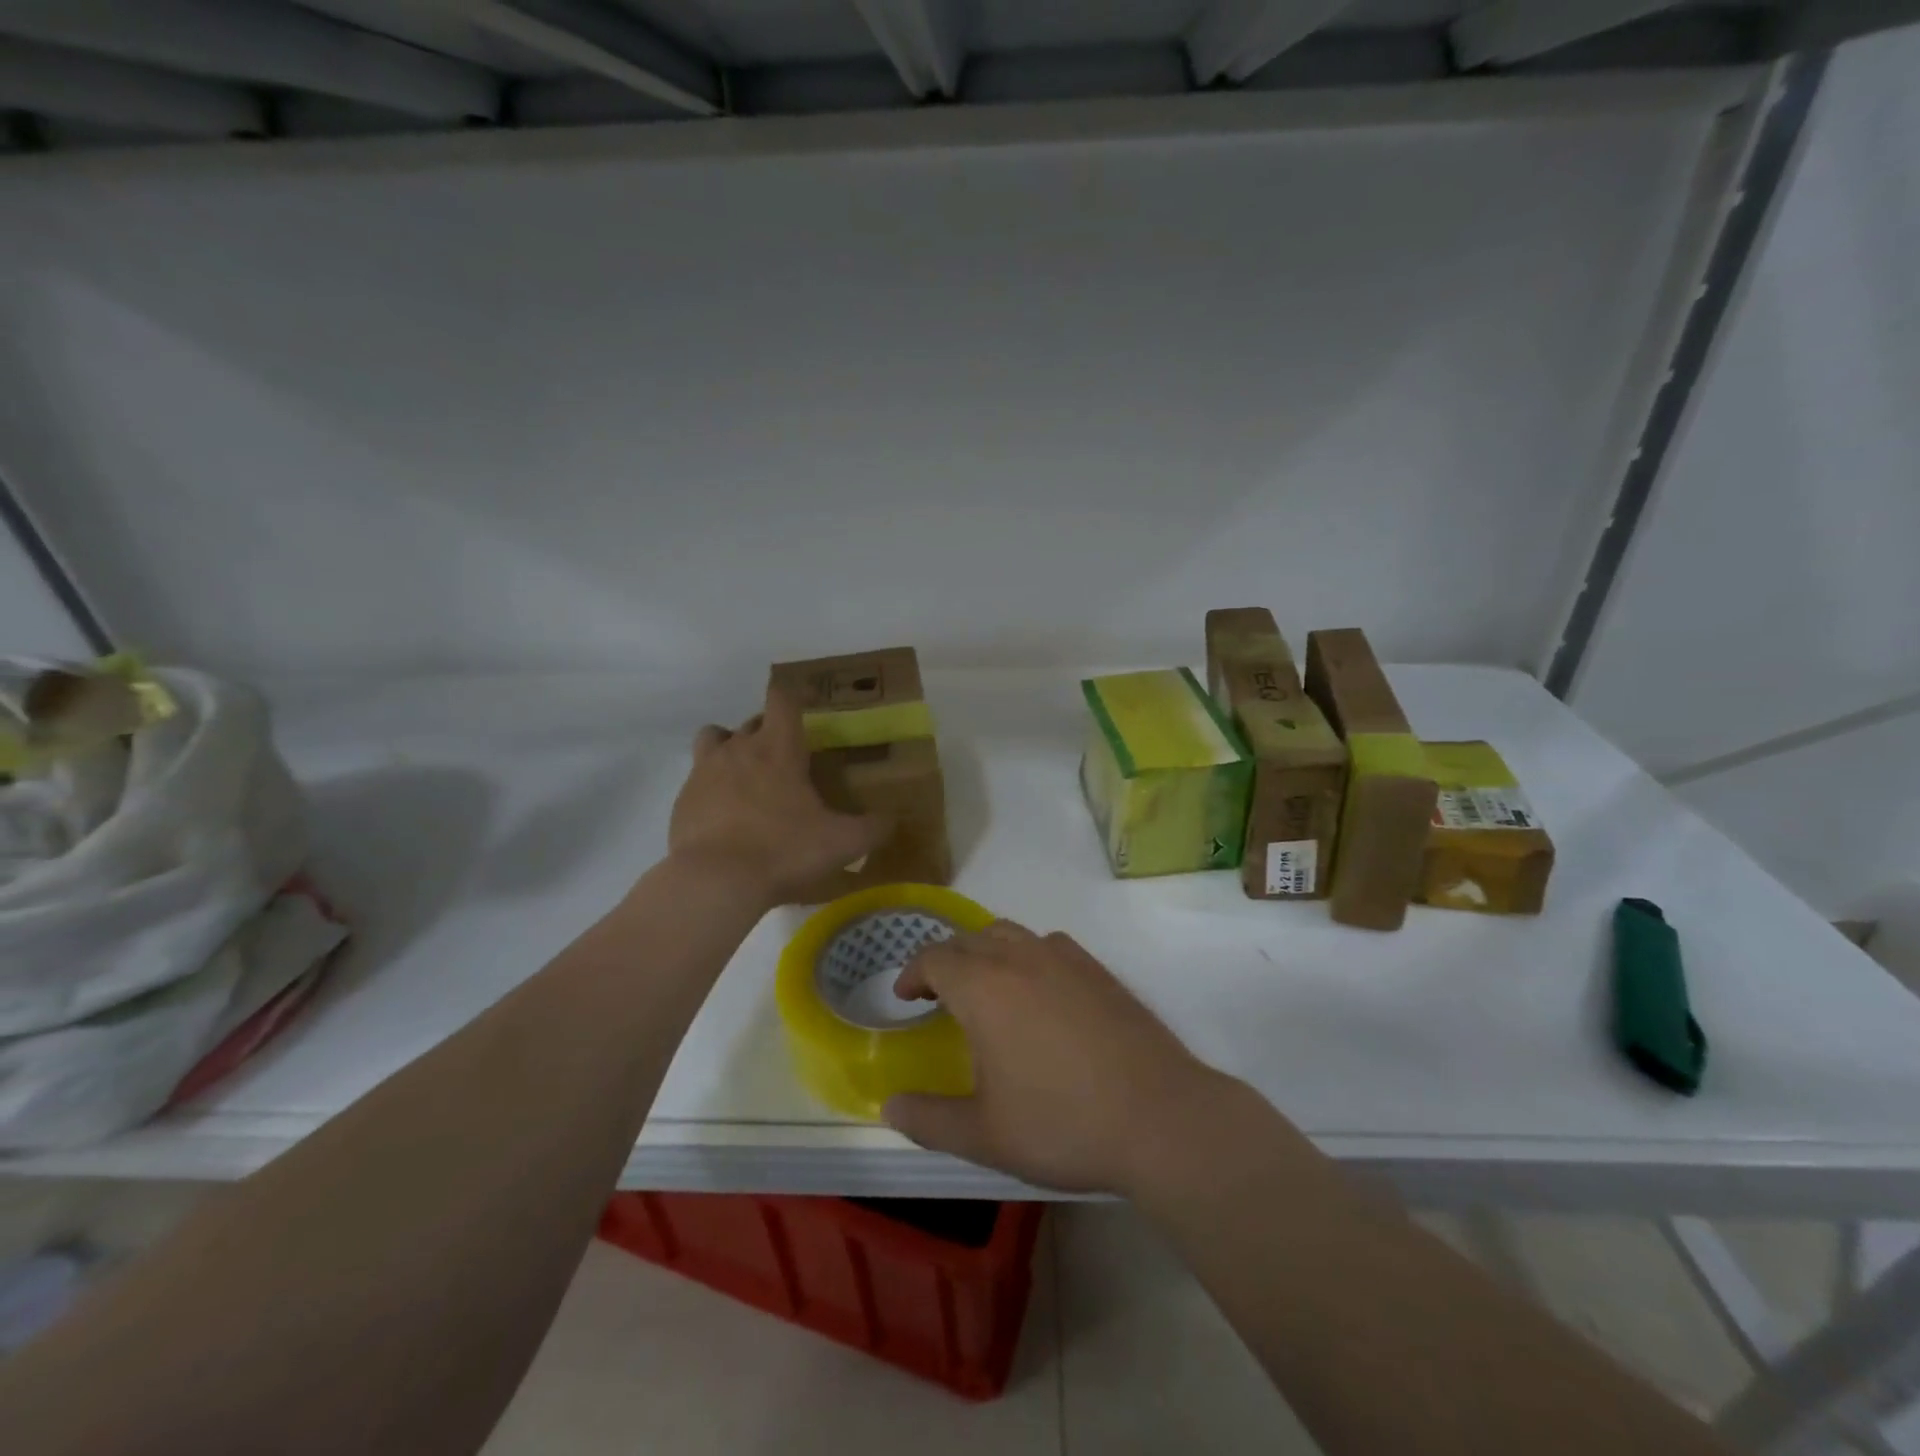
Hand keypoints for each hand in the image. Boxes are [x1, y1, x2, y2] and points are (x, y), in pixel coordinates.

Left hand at [669, 686, 886, 905]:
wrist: (715, 881)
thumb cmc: (783, 850)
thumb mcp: (842, 843)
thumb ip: (873, 828)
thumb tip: (892, 820)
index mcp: (778, 748)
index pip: (783, 698)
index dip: (794, 696)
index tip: (806, 707)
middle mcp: (739, 748)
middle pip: (752, 720)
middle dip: (770, 731)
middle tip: (788, 759)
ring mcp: (705, 771)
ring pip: (715, 738)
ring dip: (731, 747)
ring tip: (747, 776)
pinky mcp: (683, 799)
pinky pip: (698, 778)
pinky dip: (712, 787)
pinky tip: (726, 817)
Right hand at [882, 922, 1233, 1194]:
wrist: (1159, 1116)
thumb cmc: (1062, 1124)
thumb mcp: (984, 1135)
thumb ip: (929, 1120)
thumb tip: (889, 1108)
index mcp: (984, 987)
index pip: (935, 958)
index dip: (913, 973)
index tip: (905, 997)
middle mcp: (1020, 958)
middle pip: (969, 939)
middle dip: (945, 961)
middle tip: (937, 994)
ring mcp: (1064, 958)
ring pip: (1009, 934)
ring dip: (984, 951)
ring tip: (983, 986)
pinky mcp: (1098, 969)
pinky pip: (1048, 944)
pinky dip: (1026, 954)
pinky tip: (1037, 989)